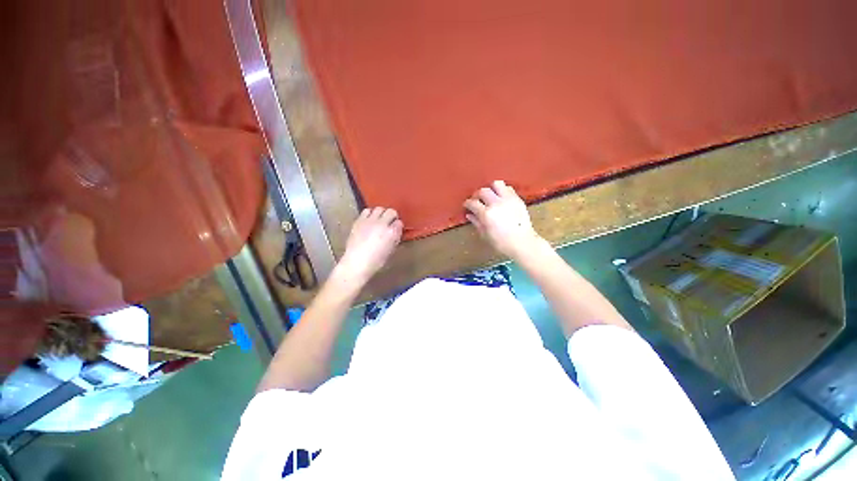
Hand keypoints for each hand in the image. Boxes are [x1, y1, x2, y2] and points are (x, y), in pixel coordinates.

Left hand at [337, 207, 402, 281]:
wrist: (356, 263)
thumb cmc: (375, 261)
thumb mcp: (390, 251)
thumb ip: (394, 239)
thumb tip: (395, 233)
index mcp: (392, 233)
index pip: (399, 223)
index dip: (398, 226)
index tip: (396, 229)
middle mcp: (382, 224)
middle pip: (391, 212)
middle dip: (392, 216)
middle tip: (390, 221)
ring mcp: (370, 221)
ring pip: (379, 209)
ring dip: (381, 213)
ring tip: (379, 219)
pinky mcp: (359, 221)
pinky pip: (367, 211)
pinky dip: (370, 213)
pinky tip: (369, 220)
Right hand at [463, 180, 541, 258]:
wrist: (522, 243)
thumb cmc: (501, 242)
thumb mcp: (485, 235)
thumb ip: (476, 222)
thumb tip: (469, 215)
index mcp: (486, 214)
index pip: (472, 203)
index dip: (467, 203)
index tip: (467, 206)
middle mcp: (496, 203)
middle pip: (482, 191)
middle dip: (477, 195)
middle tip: (477, 200)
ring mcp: (508, 199)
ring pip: (496, 184)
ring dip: (491, 189)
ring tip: (490, 196)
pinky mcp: (517, 199)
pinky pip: (508, 188)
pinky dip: (502, 191)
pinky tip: (501, 198)